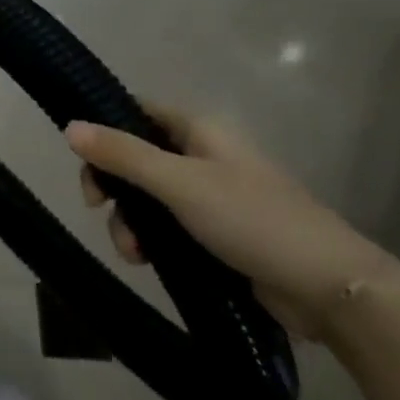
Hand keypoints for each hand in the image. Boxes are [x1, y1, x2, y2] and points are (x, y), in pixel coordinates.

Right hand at [66, 108, 399, 340]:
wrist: (329, 288)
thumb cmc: (252, 220)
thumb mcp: (180, 184)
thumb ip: (123, 155)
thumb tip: (69, 127)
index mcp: (199, 130)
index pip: (137, 111)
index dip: (105, 127)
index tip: (82, 157)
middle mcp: (202, 155)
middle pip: (136, 158)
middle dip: (113, 186)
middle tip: (98, 209)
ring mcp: (211, 196)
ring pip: (148, 198)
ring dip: (130, 222)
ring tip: (134, 253)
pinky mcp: (217, 233)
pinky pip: (167, 227)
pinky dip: (152, 241)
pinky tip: (149, 262)